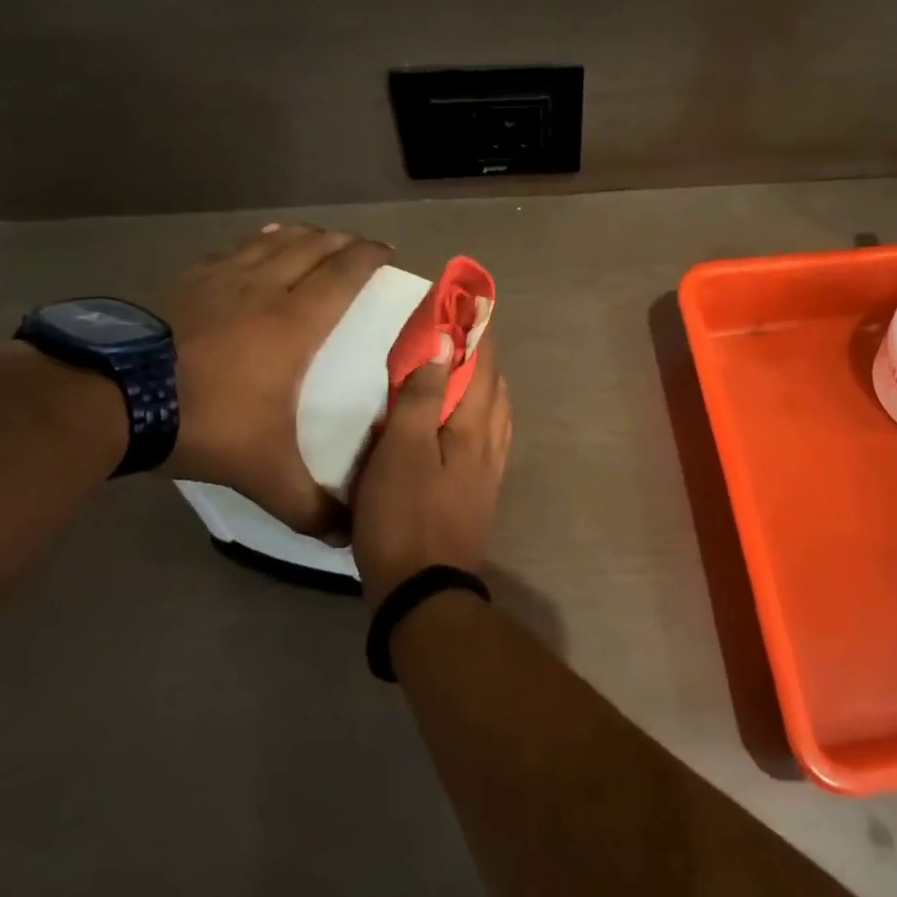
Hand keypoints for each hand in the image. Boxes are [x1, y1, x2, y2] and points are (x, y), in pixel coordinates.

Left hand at [158, 223, 389, 534]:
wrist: (106, 398)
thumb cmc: (203, 422)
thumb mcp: (263, 473)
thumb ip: (307, 506)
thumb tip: (344, 539)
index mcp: (294, 323)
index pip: (343, 275)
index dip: (368, 257)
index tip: (386, 251)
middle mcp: (262, 289)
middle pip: (311, 248)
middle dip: (340, 241)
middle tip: (358, 244)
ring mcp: (218, 281)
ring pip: (270, 242)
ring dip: (299, 235)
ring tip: (313, 234)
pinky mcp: (181, 283)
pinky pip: (229, 251)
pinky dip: (252, 243)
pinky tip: (250, 247)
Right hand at [351, 336, 512, 604]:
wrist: (423, 590)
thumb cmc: (404, 514)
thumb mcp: (401, 450)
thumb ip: (422, 396)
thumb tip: (445, 344)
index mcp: (474, 427)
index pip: (482, 367)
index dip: (474, 334)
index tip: (466, 306)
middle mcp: (491, 443)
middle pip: (493, 388)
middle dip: (481, 356)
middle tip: (460, 332)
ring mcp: (489, 471)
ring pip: (494, 413)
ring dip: (484, 385)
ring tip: (465, 369)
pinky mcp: (479, 492)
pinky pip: (488, 438)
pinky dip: (480, 415)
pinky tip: (466, 422)